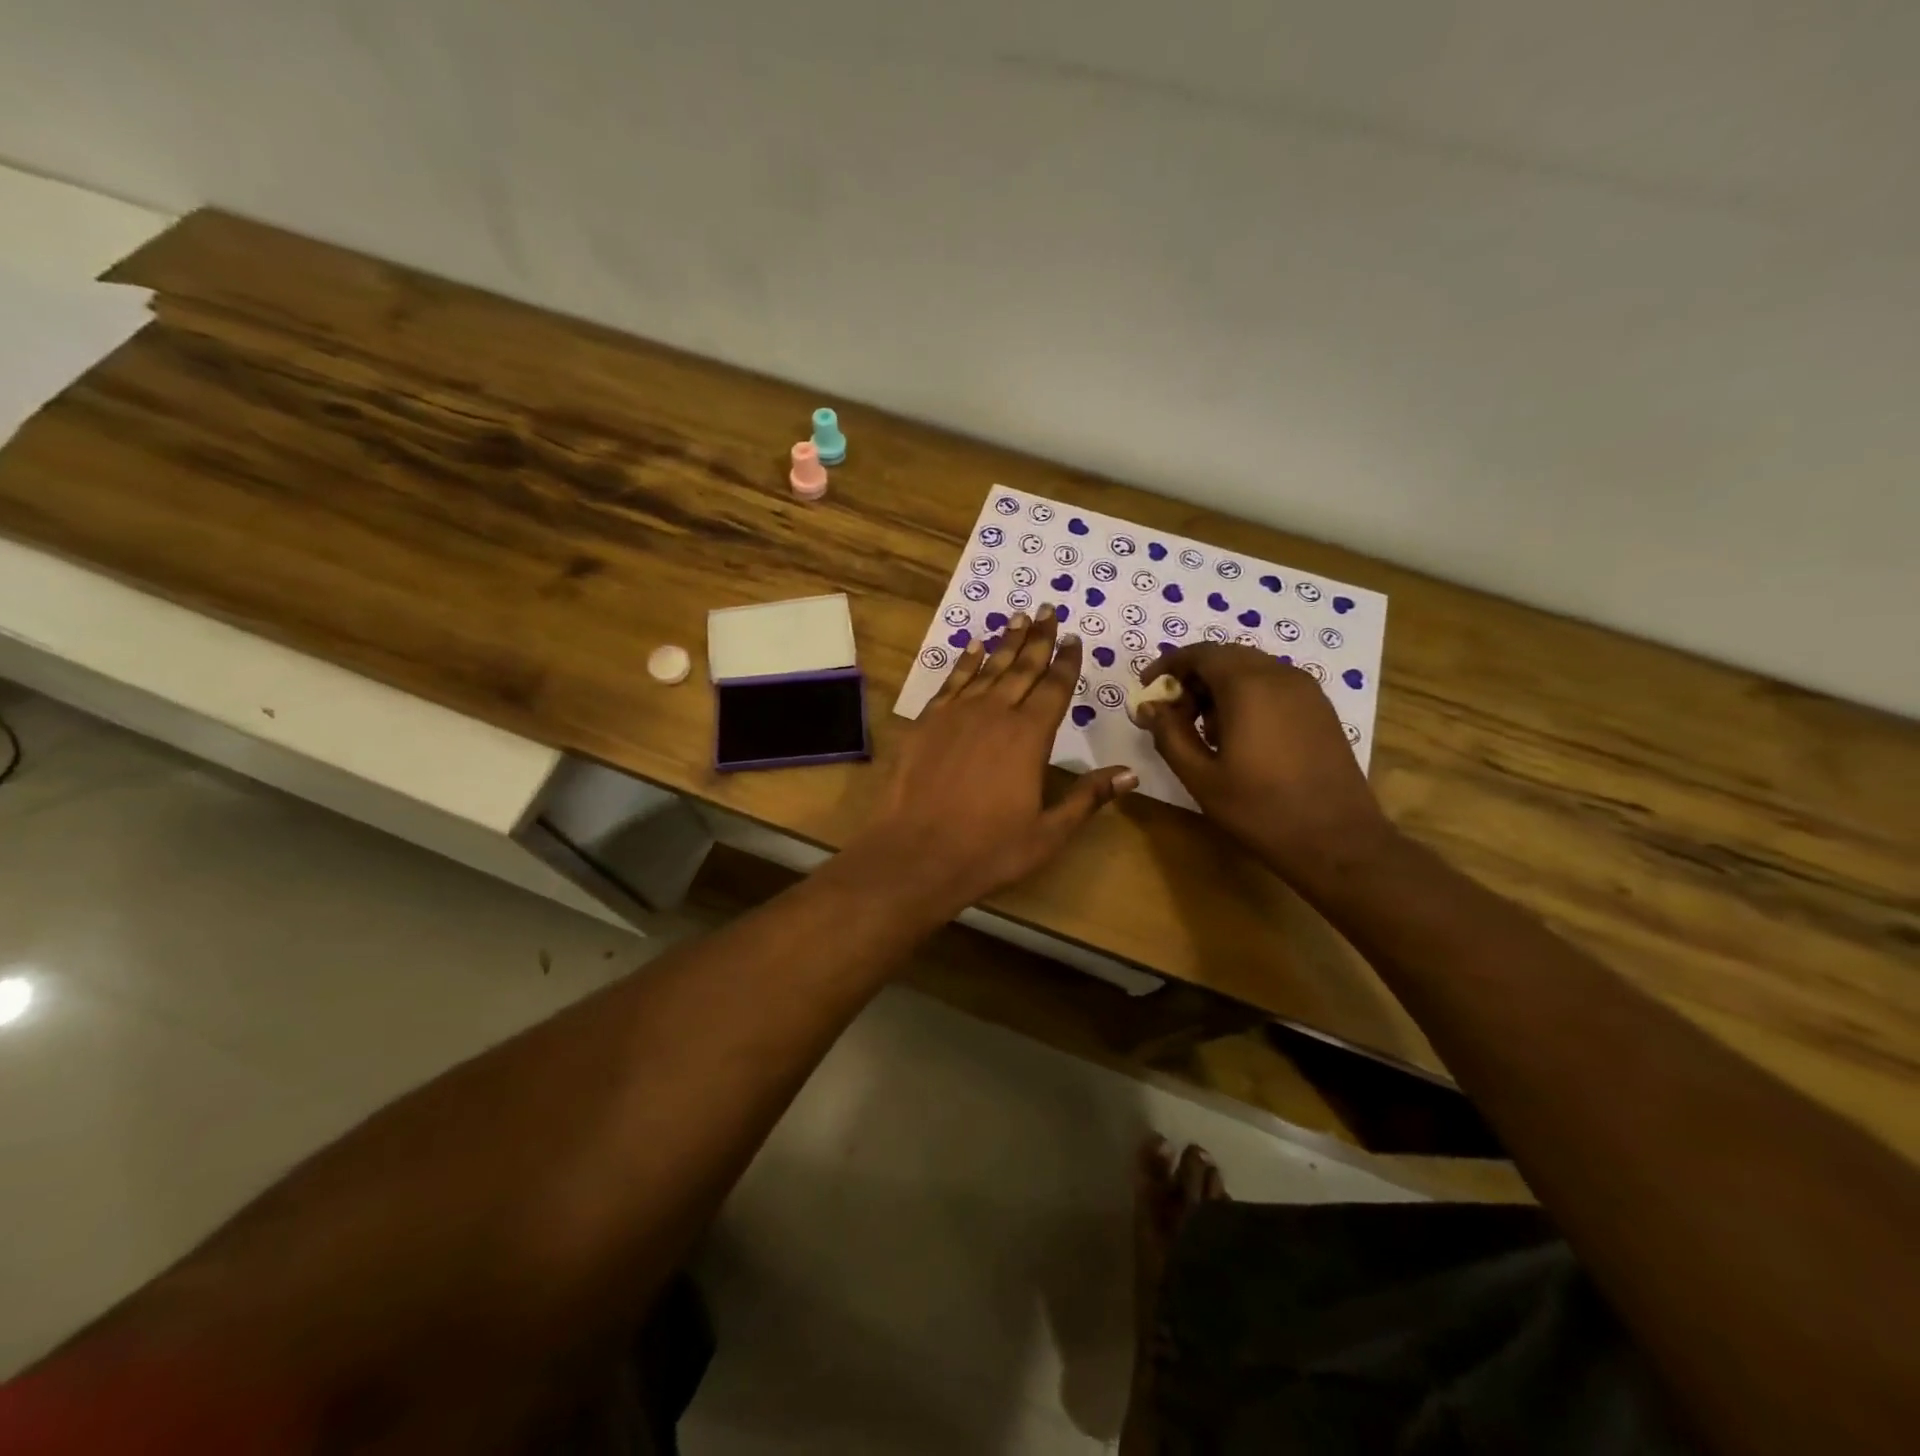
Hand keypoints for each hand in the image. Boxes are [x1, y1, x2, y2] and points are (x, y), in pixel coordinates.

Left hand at [854, 607, 1136, 910]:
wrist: (916, 852)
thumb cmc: (988, 849)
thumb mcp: (1048, 833)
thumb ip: (1087, 798)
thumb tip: (1130, 773)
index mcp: (1030, 736)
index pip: (1055, 687)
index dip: (1066, 661)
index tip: (1073, 638)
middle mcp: (996, 713)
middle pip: (1023, 667)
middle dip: (1038, 638)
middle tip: (1048, 610)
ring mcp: (958, 714)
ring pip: (988, 667)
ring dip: (1006, 642)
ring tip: (1019, 617)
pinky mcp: (928, 721)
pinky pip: (952, 680)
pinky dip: (965, 661)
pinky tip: (974, 647)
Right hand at [1138, 645, 1389, 879]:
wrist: (1338, 840)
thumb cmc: (1260, 809)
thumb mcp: (1201, 776)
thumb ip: (1169, 734)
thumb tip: (1149, 707)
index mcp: (1247, 686)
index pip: (1200, 653)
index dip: (1168, 665)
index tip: (1148, 687)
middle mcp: (1279, 675)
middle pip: (1226, 657)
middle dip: (1193, 677)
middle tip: (1173, 713)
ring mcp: (1306, 690)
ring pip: (1252, 669)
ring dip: (1220, 687)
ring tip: (1204, 730)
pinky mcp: (1320, 708)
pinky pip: (1274, 685)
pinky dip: (1248, 696)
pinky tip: (1240, 736)